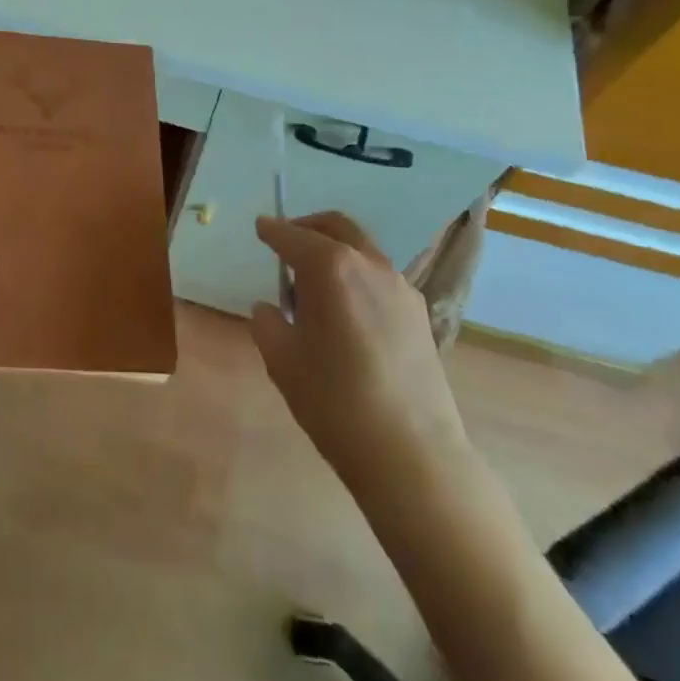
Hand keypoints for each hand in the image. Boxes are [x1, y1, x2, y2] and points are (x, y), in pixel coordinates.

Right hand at [252, 212, 470, 487]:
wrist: (412, 454)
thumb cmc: (335, 402)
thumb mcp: (282, 361)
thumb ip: (268, 323)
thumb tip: (271, 309)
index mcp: (330, 268)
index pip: (292, 236)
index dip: (272, 231)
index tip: (260, 227)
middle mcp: (369, 264)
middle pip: (335, 226)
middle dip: (307, 227)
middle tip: (285, 243)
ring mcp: (400, 287)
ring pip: (361, 249)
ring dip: (335, 251)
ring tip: (314, 286)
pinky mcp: (419, 313)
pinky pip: (380, 277)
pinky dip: (357, 275)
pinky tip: (347, 311)